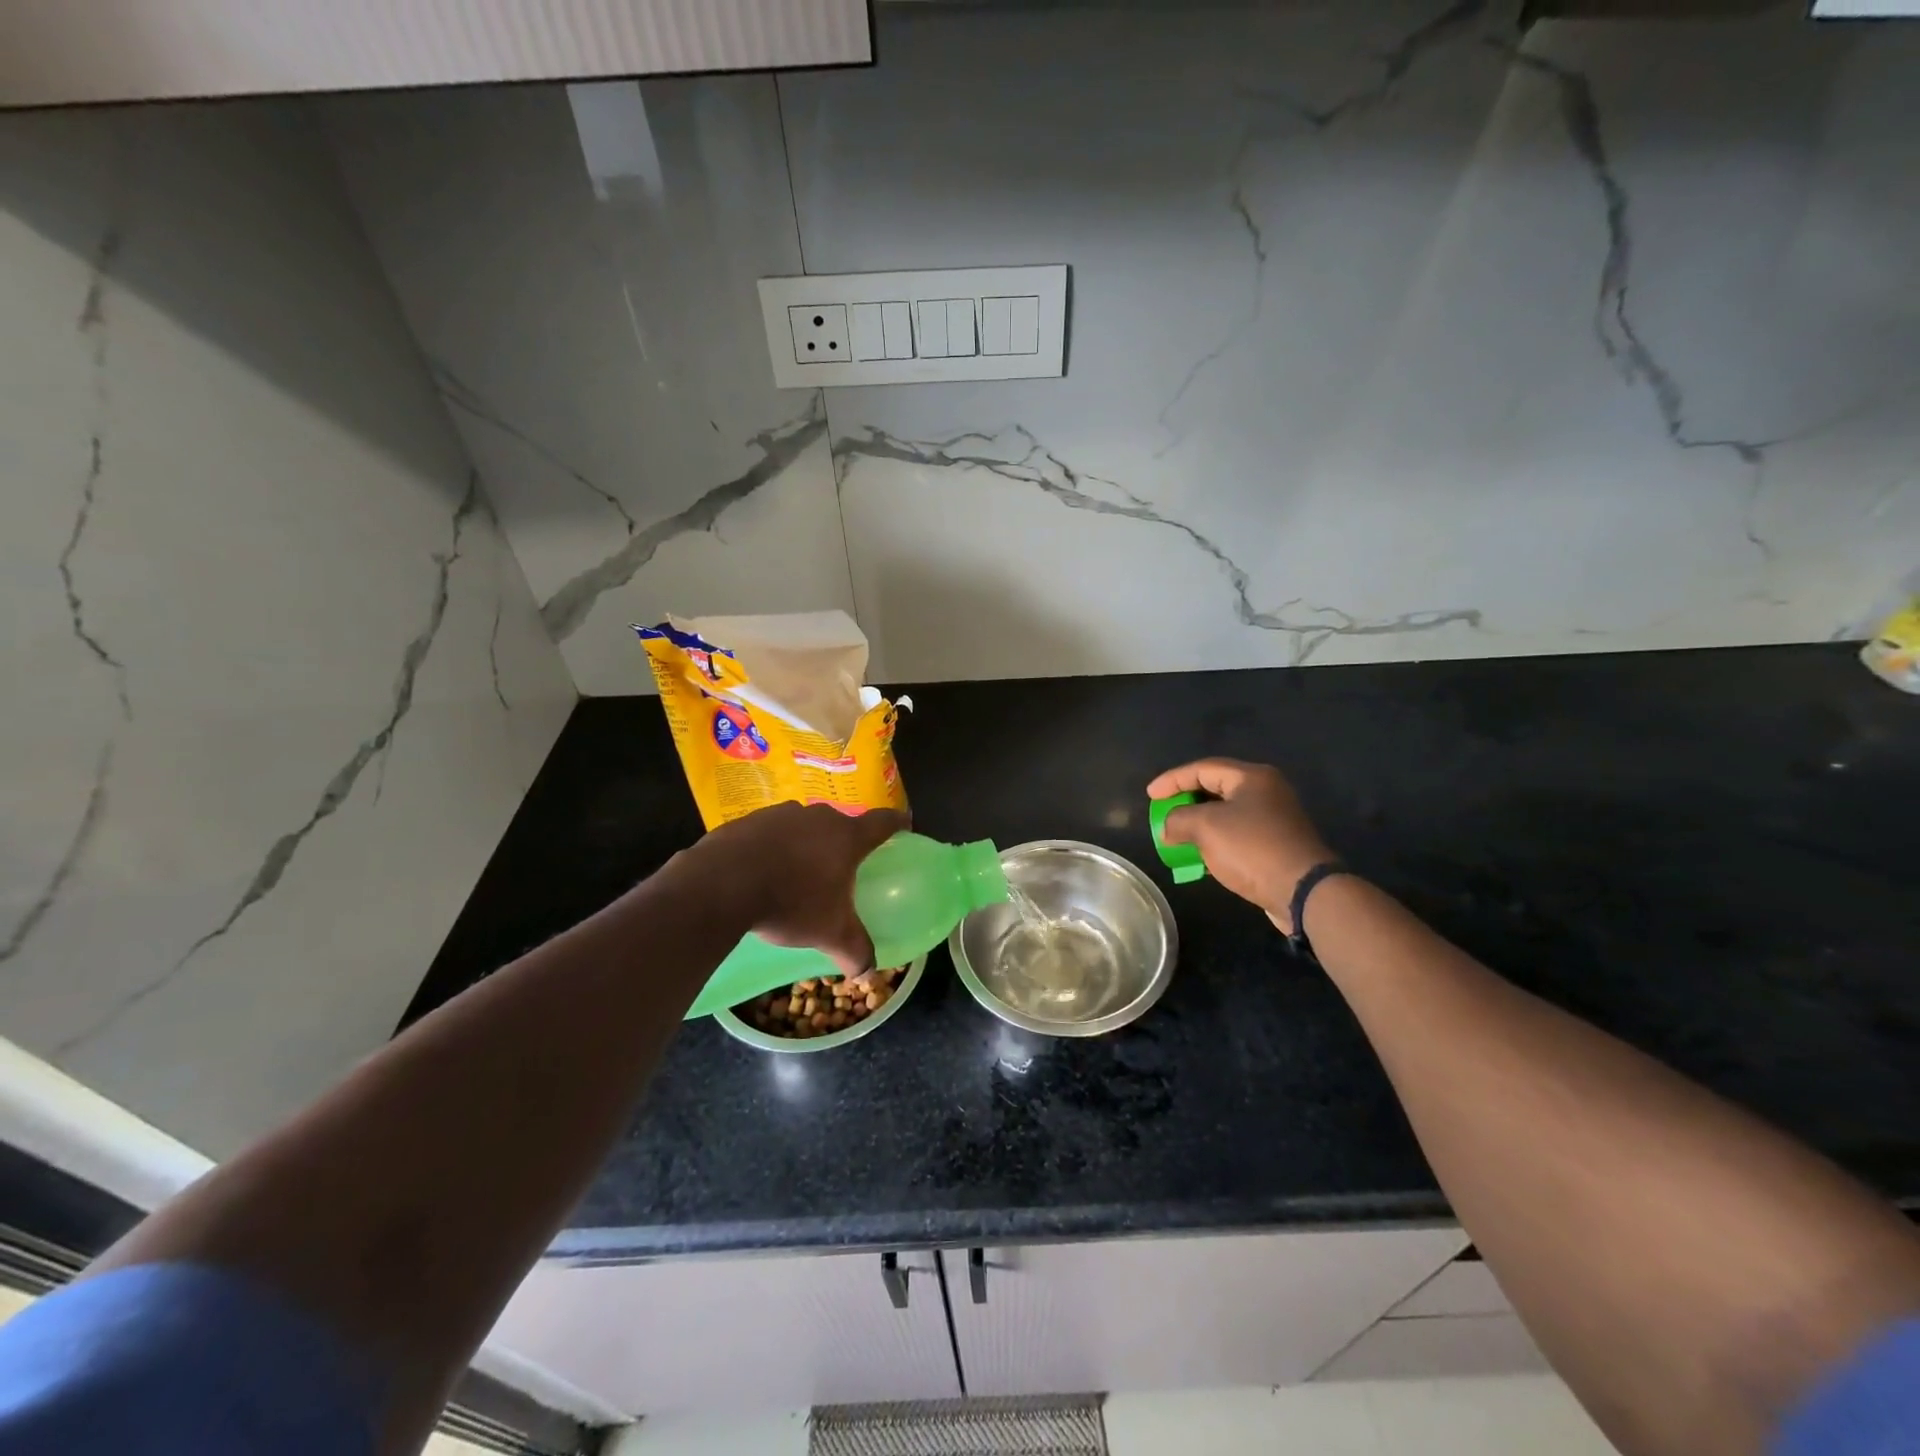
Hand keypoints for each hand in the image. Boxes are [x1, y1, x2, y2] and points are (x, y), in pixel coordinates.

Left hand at [682, 802, 908, 972]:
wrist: (721, 884)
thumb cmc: (791, 902)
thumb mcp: (829, 934)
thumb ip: (855, 950)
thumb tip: (867, 972)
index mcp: (846, 837)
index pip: (883, 822)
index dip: (897, 824)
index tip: (904, 824)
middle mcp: (818, 817)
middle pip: (840, 824)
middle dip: (844, 842)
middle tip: (842, 866)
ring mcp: (780, 814)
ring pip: (803, 827)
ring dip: (805, 844)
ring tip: (797, 873)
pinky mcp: (747, 821)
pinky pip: (769, 833)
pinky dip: (772, 848)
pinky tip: (761, 873)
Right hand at [1147, 759, 1333, 931]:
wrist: (1303, 891)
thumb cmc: (1252, 849)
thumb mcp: (1205, 827)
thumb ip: (1178, 819)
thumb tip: (1168, 828)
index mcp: (1252, 778)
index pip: (1202, 768)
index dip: (1172, 780)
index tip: (1150, 796)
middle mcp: (1266, 792)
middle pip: (1215, 788)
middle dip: (1185, 802)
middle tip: (1163, 813)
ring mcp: (1274, 819)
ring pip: (1226, 814)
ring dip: (1198, 825)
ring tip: (1176, 837)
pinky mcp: (1276, 845)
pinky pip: (1236, 835)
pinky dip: (1214, 841)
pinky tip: (1200, 857)